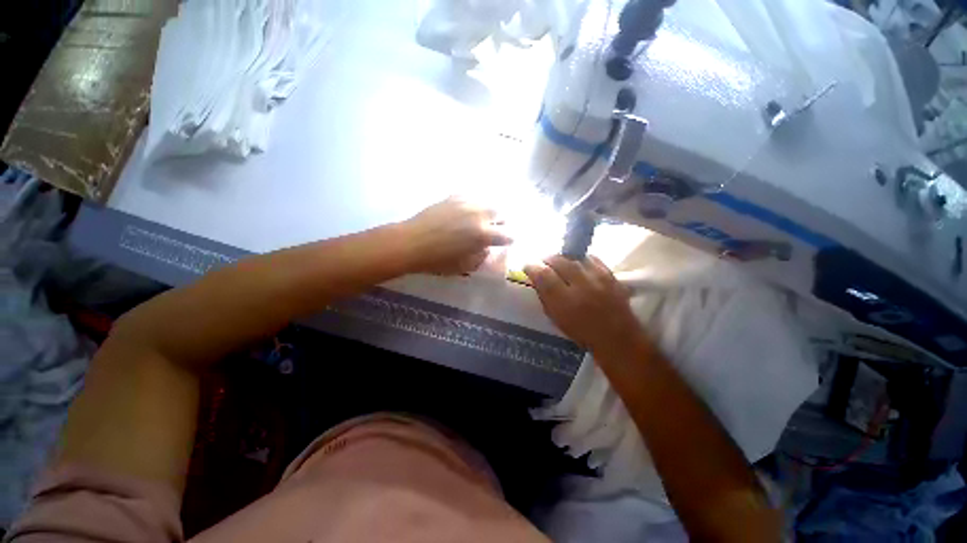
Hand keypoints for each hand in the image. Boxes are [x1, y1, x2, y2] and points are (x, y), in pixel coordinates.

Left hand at [402, 197, 511, 274]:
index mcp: (483, 235)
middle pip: (501, 213)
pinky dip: (474, 205)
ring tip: (481, 220)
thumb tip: (487, 248)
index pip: (508, 235)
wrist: (411, 243)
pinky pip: (471, 197)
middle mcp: (479, 215)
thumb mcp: (464, 266)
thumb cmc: (437, 260)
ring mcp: (466, 203)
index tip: (506, 243)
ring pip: (487, 202)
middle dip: (501, 223)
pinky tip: (467, 212)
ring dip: (489, 212)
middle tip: (494, 230)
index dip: (509, 240)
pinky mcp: (454, 197)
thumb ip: (481, 256)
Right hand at [524, 255, 642, 354]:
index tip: (527, 266)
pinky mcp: (610, 274)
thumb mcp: (556, 318)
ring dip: (563, 258)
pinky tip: (577, 264)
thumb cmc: (582, 332)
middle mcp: (581, 286)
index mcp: (565, 301)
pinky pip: (591, 259)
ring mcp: (598, 278)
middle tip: (543, 263)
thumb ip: (545, 297)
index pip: (543, 275)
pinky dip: (580, 259)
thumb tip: (536, 278)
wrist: (618, 338)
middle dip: (547, 259)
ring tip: (559, 263)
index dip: (532, 267)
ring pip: (574, 257)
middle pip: (558, 261)